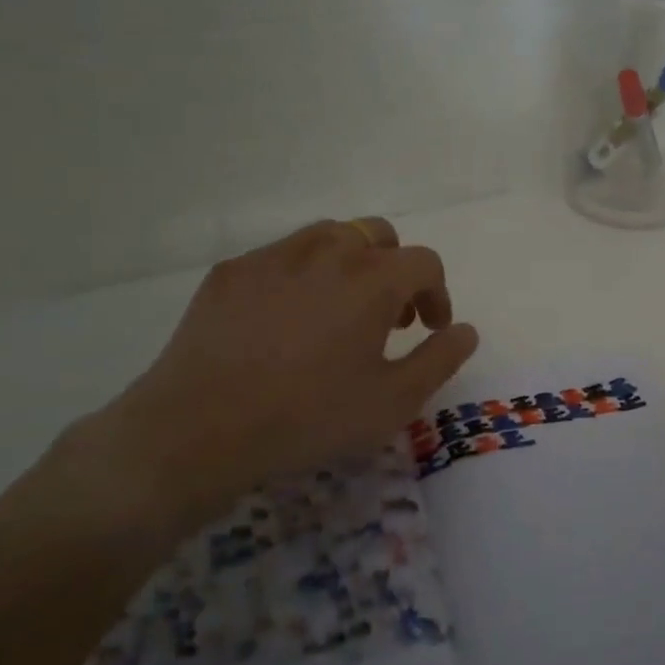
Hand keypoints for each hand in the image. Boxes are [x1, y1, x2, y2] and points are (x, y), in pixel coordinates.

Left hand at [74, 218, 478, 542]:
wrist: (198, 429)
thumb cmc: (309, 416)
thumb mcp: (393, 401)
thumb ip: (440, 360)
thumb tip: (466, 331)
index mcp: (373, 278)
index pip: (424, 262)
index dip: (437, 293)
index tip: (429, 329)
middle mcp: (327, 251)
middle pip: (377, 235)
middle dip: (394, 269)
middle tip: (387, 317)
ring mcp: (274, 256)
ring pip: (328, 237)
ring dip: (349, 264)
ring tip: (339, 311)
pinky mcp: (231, 271)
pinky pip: (281, 256)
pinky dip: (301, 275)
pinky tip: (285, 321)